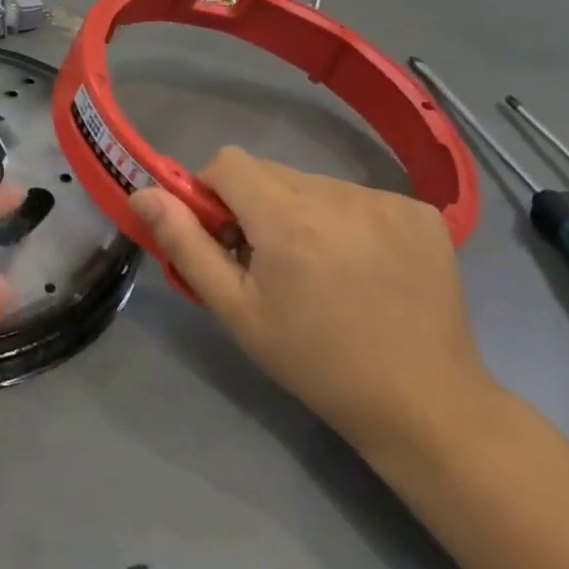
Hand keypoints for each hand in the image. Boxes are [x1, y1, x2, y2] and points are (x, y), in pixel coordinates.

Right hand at [130, 147, 499, 459]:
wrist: (425, 405)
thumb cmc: (315, 362)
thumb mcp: (236, 310)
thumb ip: (185, 244)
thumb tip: (143, 192)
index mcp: (288, 218)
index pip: (228, 162)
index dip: (213, 192)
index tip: (223, 238)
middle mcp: (338, 195)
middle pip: (270, 173)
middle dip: (255, 206)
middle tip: (268, 263)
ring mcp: (387, 200)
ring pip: (313, 184)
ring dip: (300, 213)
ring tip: (320, 271)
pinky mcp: (421, 213)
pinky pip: (358, 197)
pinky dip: (346, 221)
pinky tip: (362, 267)